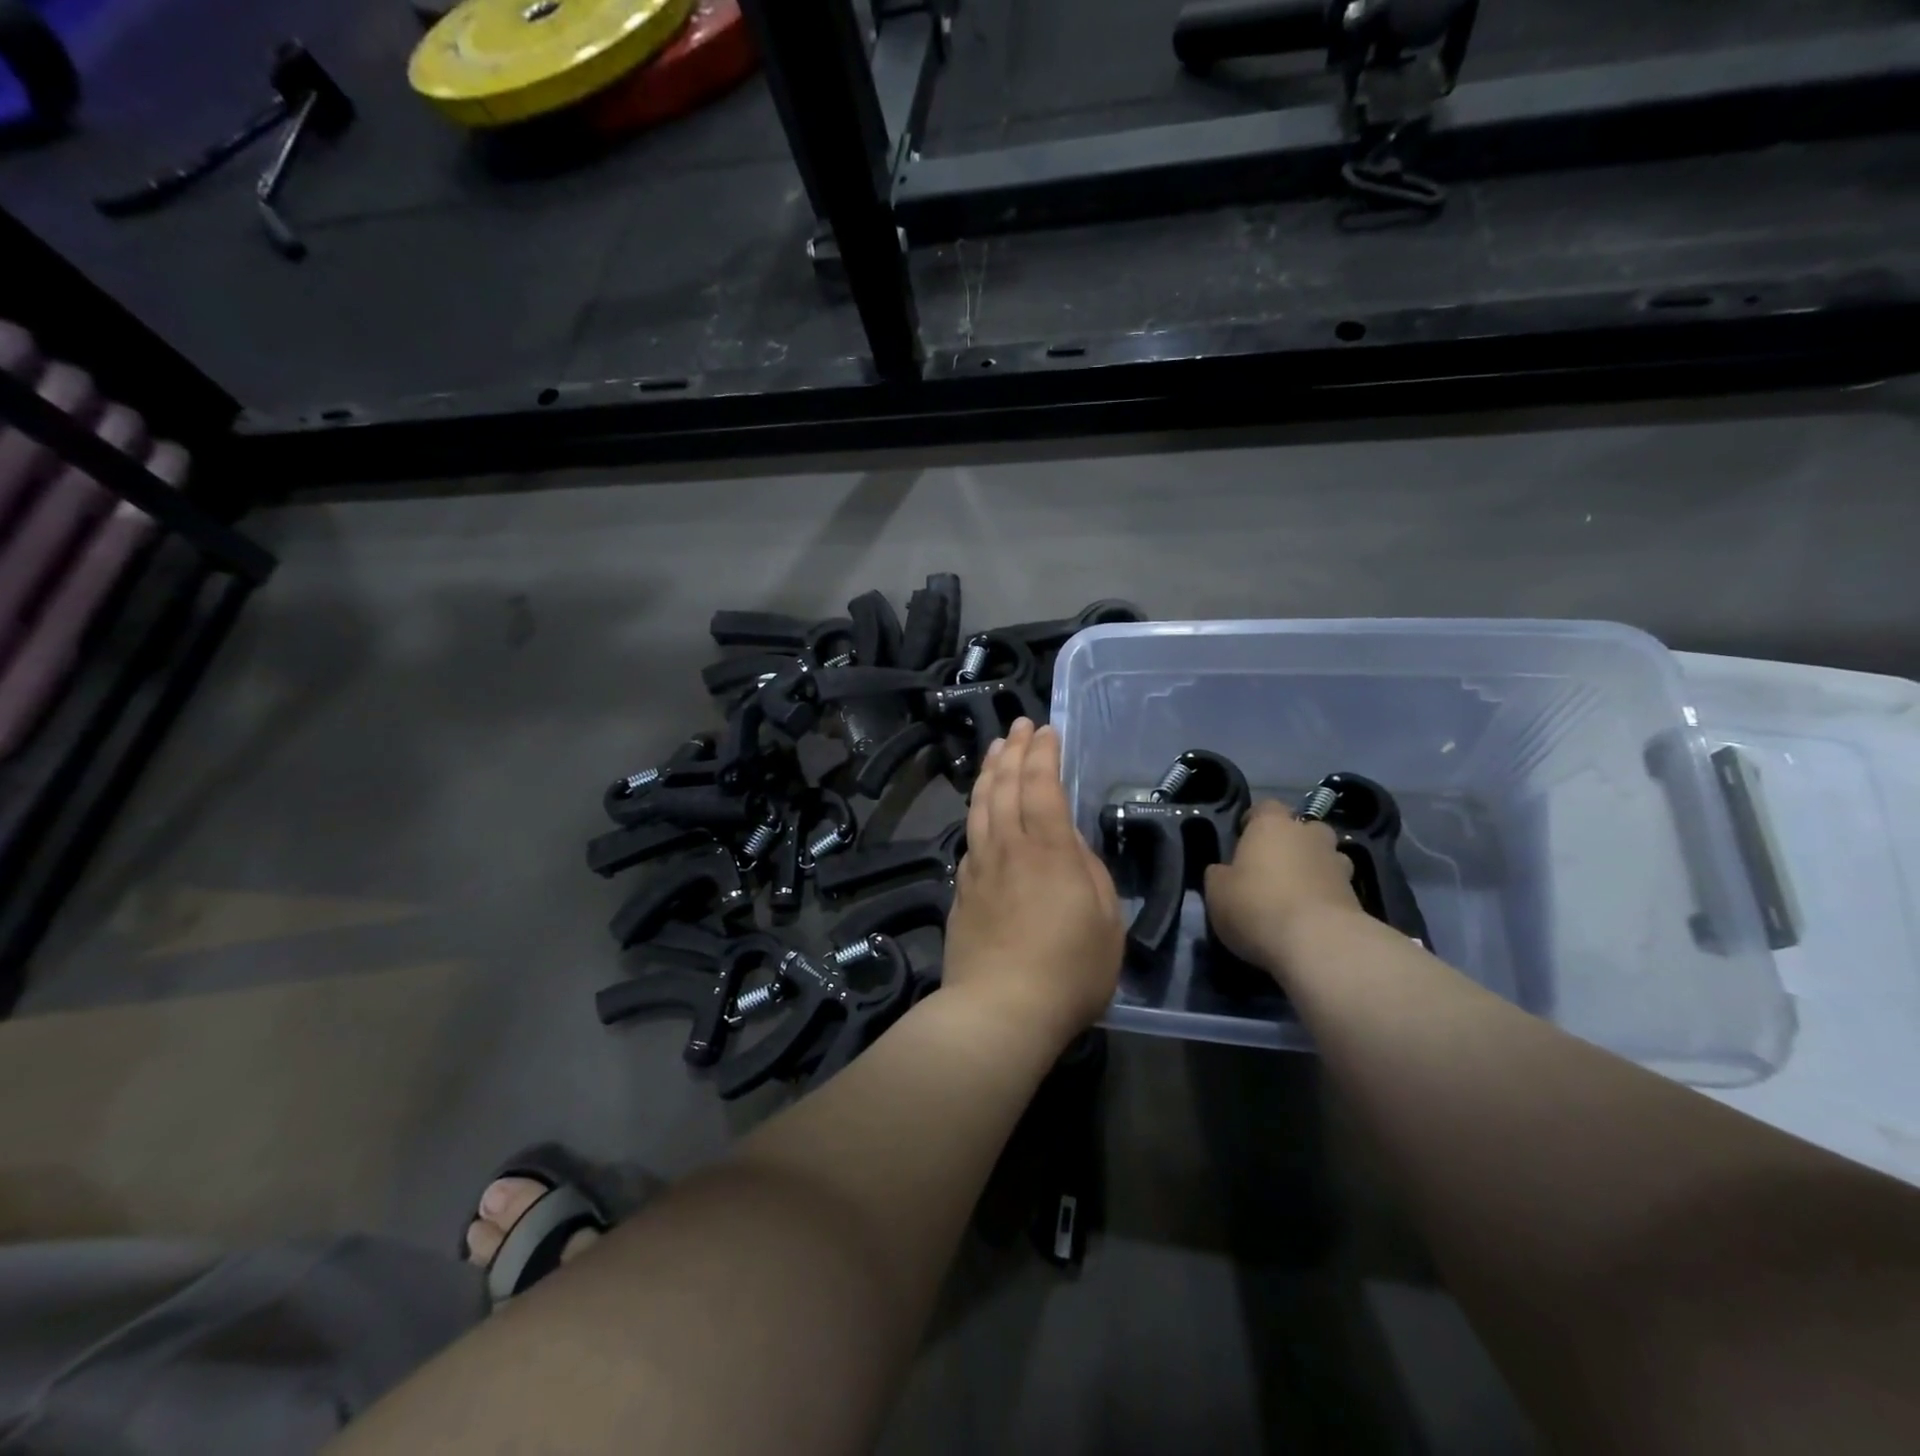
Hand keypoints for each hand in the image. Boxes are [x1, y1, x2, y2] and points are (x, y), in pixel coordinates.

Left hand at [945, 720, 1123, 1050]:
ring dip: (989, 771)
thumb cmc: (1069, 970)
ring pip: (980, 806)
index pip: (1042, 785)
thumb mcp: (1105, 921)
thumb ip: (1088, 872)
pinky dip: (976, 812)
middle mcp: (1008, 847)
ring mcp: (979, 868)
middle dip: (1014, 749)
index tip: (1047, 730)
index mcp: (1047, 850)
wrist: (999, 1010)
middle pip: (1006, 786)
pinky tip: (980, 810)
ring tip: (995, 748)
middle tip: (1019, 726)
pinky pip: (969, 837)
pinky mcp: (961, 891)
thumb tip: (1068, 842)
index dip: (1043, 753)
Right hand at [1204, 800, 1363, 974]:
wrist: (1318, 943)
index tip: (1243, 840)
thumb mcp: (1217, 891)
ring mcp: (1338, 864)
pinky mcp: (1357, 896)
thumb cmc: (1257, 906)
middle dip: (1292, 842)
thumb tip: (1224, 871)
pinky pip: (1336, 887)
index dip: (1254, 821)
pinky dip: (1325, 896)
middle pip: (1303, 828)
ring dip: (1313, 868)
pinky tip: (1310, 917)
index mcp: (1272, 825)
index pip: (1265, 807)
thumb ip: (1220, 875)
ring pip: (1326, 856)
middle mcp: (1309, 836)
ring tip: (1296, 893)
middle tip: (1273, 866)